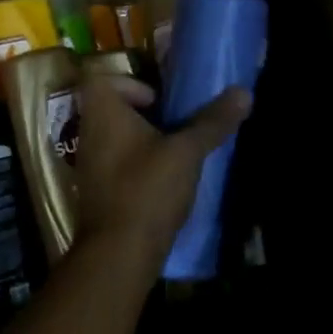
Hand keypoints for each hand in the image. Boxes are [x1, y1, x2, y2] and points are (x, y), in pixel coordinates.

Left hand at [74, 75, 249, 287]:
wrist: (117, 255)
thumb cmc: (148, 189)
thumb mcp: (187, 152)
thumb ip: (213, 122)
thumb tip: (244, 92)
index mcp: (103, 113)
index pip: (101, 79)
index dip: (129, 83)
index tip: (159, 101)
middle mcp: (89, 133)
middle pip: (111, 108)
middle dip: (144, 114)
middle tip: (175, 124)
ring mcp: (88, 164)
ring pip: (114, 137)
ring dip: (142, 140)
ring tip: (175, 153)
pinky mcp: (96, 191)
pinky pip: (115, 164)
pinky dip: (136, 166)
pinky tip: (163, 183)